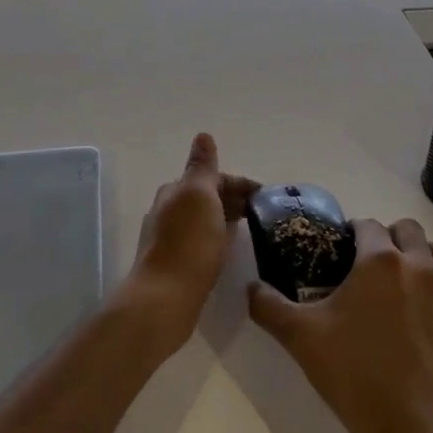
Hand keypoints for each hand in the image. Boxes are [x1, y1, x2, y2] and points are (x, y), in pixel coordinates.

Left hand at [120, 133, 257, 357]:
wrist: (165, 297)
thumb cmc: (189, 243)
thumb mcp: (199, 195)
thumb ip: (202, 166)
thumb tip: (203, 135)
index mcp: (175, 191)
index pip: (212, 177)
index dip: (239, 183)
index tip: (267, 196)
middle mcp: (168, 210)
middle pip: (207, 197)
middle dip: (233, 199)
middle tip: (264, 214)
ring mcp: (170, 238)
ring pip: (204, 219)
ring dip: (226, 218)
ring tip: (252, 230)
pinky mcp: (176, 263)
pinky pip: (202, 241)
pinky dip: (218, 238)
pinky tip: (229, 250)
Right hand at [248, 217, 432, 432]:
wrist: (407, 425)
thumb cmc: (351, 372)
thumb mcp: (299, 336)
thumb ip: (267, 304)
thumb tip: (251, 287)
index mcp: (380, 260)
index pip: (367, 225)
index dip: (352, 235)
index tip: (341, 255)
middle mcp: (420, 264)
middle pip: (407, 230)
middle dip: (388, 239)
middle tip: (370, 270)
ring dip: (422, 258)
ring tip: (404, 284)